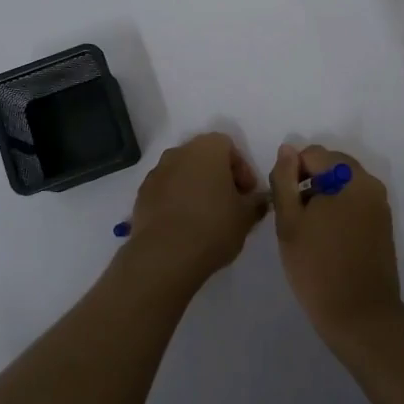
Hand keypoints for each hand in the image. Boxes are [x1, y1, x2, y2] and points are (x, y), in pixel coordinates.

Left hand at [118, 133, 265, 297]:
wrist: (165, 255)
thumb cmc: (213, 226)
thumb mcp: (246, 217)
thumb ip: (257, 202)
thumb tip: (260, 199)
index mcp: (208, 148)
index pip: (229, 147)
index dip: (242, 170)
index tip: (247, 195)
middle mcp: (180, 152)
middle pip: (204, 158)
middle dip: (218, 177)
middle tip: (229, 204)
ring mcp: (157, 172)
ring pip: (183, 173)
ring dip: (195, 188)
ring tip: (206, 217)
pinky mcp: (142, 194)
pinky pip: (165, 190)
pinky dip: (176, 201)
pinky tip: (184, 226)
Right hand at [271, 144, 401, 344]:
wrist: (360, 317)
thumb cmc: (318, 267)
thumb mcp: (289, 221)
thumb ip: (284, 180)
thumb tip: (287, 150)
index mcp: (350, 177)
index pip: (313, 154)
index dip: (292, 173)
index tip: (284, 204)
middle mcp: (371, 184)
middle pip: (331, 166)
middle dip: (308, 183)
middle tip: (293, 218)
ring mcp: (380, 206)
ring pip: (342, 186)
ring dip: (322, 198)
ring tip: (307, 232)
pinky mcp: (382, 226)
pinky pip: (354, 204)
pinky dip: (337, 212)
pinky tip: (325, 241)